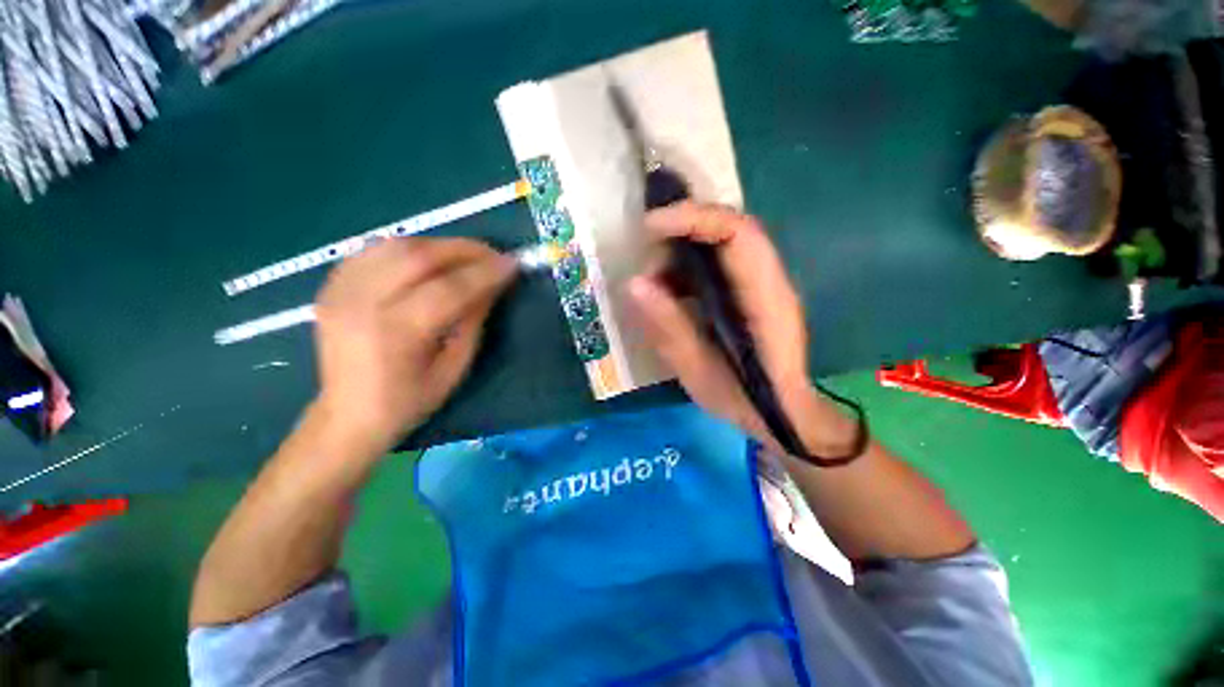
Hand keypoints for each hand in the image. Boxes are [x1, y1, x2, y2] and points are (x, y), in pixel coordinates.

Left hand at [313, 238, 515, 454]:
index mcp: (395, 333)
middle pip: (419, 257)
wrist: (349, 414)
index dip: (485, 272)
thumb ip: (473, 321)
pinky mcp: (332, 286)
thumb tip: (493, 285)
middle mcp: (362, 304)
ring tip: (465, 256)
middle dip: (465, 250)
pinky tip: (428, 260)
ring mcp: (341, 291)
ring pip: (396, 245)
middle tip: (494, 254)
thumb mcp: (455, 367)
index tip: (512, 263)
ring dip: (439, 246)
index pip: (449, 288)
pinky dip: (408, 248)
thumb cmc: (410, 400)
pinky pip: (374, 250)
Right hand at [627, 202, 856, 455]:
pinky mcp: (748, 290)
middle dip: (681, 231)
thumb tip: (634, 283)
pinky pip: (716, 262)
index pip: (737, 233)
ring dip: (681, 251)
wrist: (780, 412)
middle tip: (646, 258)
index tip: (649, 228)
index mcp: (765, 299)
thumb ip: (669, 327)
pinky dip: (687, 267)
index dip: (693, 219)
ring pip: (720, 242)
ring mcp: (761, 282)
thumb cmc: (744, 400)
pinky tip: (669, 293)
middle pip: (728, 227)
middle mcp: (769, 280)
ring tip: (654, 282)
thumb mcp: (698, 371)